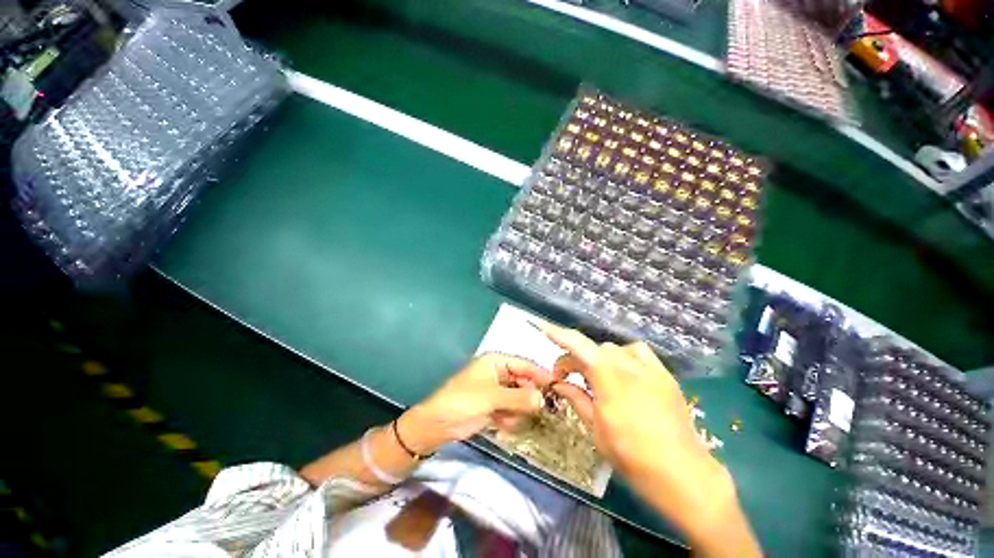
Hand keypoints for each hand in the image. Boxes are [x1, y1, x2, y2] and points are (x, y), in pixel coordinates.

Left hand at [398, 354, 551, 454]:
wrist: (437, 425)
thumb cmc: (462, 401)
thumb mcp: (491, 397)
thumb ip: (518, 397)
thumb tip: (542, 398)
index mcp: (496, 362)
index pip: (524, 364)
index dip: (540, 374)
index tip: (557, 386)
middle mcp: (498, 374)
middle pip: (523, 382)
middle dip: (529, 397)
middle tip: (540, 409)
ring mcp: (496, 391)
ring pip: (519, 399)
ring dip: (518, 410)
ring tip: (509, 419)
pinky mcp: (494, 407)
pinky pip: (511, 411)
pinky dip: (510, 419)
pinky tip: (502, 425)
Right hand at [543, 324, 760, 556]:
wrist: (684, 474)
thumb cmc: (633, 457)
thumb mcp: (596, 429)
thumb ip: (576, 398)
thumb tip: (558, 383)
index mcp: (609, 379)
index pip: (578, 345)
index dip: (559, 334)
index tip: (543, 329)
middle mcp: (628, 365)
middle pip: (594, 349)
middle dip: (576, 359)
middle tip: (567, 378)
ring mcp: (649, 368)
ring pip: (614, 349)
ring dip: (598, 358)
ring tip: (596, 378)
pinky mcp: (664, 375)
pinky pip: (638, 352)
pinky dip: (623, 356)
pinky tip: (624, 373)